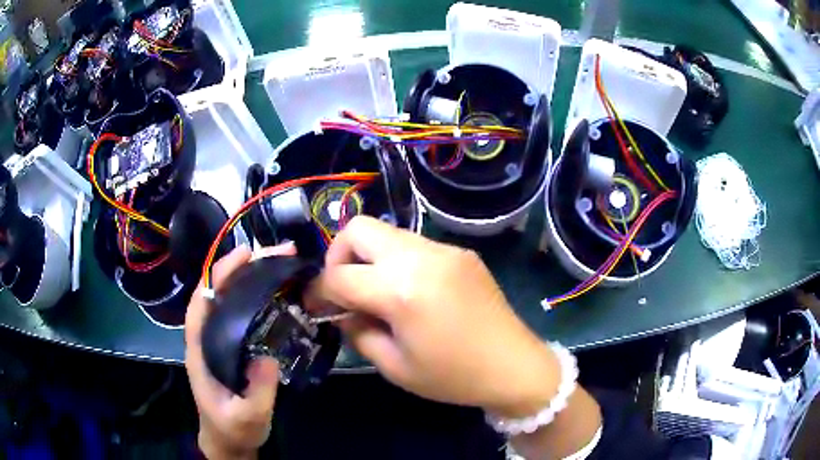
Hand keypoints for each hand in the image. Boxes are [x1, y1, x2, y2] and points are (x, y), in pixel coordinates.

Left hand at [185, 243, 295, 458]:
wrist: (229, 440)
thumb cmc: (233, 429)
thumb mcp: (246, 417)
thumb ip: (256, 393)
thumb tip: (268, 358)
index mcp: (200, 350)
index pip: (201, 303)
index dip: (218, 275)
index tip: (245, 255)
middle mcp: (206, 339)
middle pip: (217, 293)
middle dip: (242, 269)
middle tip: (279, 253)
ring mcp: (219, 342)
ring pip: (229, 300)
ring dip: (251, 278)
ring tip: (281, 265)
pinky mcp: (232, 347)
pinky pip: (241, 314)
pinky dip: (256, 296)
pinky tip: (277, 293)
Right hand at [311, 216, 560, 416]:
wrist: (514, 366)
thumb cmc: (453, 376)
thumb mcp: (394, 366)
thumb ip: (358, 332)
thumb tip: (342, 310)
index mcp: (401, 290)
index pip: (338, 275)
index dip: (317, 290)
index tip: (314, 304)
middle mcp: (421, 257)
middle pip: (359, 228)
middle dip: (339, 255)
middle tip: (344, 289)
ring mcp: (444, 249)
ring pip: (387, 232)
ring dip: (369, 257)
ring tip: (376, 291)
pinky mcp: (460, 251)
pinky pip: (414, 244)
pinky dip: (397, 261)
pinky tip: (409, 291)